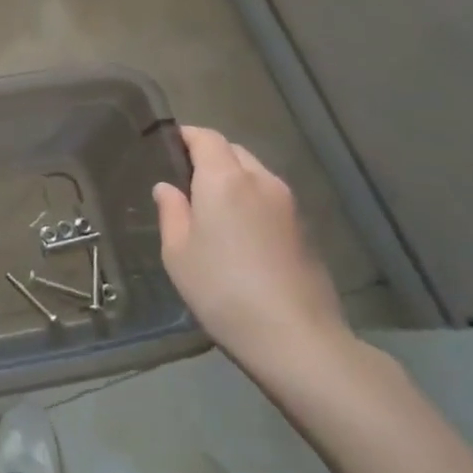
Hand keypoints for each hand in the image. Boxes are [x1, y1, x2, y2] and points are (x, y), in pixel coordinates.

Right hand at [153, 127, 349, 380]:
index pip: (206, 137)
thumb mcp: (178, 253)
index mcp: (224, 179)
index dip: (186, 136)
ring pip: (255, 174)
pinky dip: (252, 200)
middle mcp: (260, 181)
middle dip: (210, 156)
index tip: (167, 145)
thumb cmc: (221, 289)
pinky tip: (240, 232)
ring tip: (212, 207)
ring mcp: (288, 204)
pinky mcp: (305, 229)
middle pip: (233, 151)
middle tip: (186, 179)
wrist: (295, 337)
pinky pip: (270, 198)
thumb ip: (171, 212)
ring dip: (233, 179)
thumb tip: (167, 188)